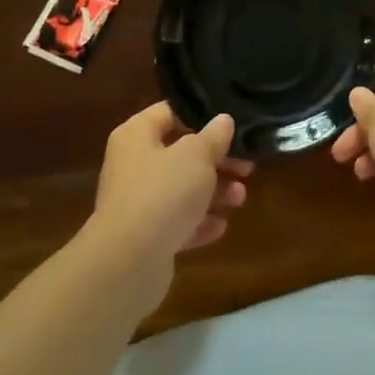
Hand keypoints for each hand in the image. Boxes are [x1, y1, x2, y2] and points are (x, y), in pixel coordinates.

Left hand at [90, 104, 251, 300]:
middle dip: (217, 161)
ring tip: (240, 198)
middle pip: (180, 153)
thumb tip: (222, 120)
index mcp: (136, 135)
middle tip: (247, 166)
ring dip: (214, 192)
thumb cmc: (163, 193)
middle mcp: (133, 165)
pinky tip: (221, 226)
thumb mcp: (197, 155)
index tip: (232, 124)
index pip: (170, 112)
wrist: (128, 262)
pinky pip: (177, 222)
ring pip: (181, 189)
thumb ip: (214, 136)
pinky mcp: (145, 237)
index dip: (201, 115)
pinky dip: (199, 222)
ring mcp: (137, 203)